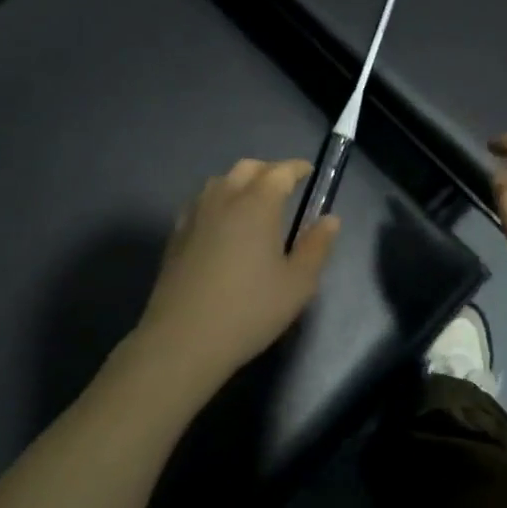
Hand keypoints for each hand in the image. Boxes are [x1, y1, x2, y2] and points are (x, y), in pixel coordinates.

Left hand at [124, 159, 339, 396]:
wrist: (184, 339)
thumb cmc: (249, 310)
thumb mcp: (297, 284)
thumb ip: (317, 247)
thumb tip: (330, 219)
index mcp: (257, 204)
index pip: (280, 172)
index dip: (296, 168)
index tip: (308, 171)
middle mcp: (224, 198)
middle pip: (247, 168)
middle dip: (268, 170)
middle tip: (283, 185)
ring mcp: (195, 214)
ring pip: (220, 181)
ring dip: (240, 182)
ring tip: (253, 201)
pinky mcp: (176, 234)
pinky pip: (201, 202)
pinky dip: (218, 200)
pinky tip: (222, 223)